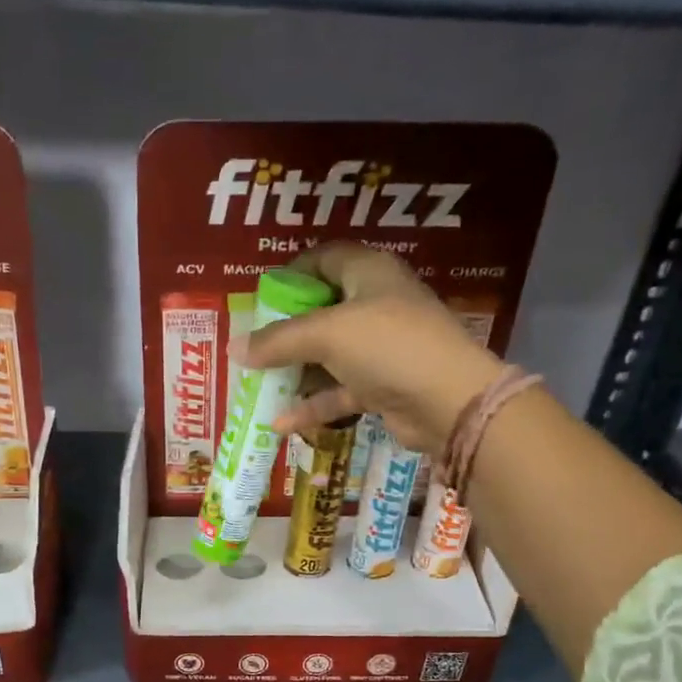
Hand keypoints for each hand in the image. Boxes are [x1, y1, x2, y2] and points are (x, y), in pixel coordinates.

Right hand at [241, 242, 507, 457]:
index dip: (291, 274)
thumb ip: (278, 341)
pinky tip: (280, 422)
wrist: (448, 401)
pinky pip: (339, 391)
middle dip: (286, 330)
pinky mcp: (382, 386)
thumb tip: (233, 348)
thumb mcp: (326, 335)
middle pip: (322, 310)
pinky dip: (313, 405)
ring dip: (295, 372)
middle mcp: (376, 305)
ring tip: (257, 384)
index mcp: (369, 273)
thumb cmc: (388, 346)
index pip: (324, 259)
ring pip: (328, 355)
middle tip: (252, 345)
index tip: (261, 298)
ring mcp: (381, 348)